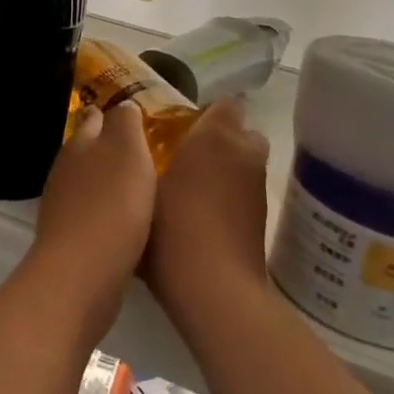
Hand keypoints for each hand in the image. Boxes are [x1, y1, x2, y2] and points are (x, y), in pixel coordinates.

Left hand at [32, 103, 156, 334]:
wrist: (82, 273)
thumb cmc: (112, 204)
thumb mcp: (127, 151)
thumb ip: (125, 123)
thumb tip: (122, 105)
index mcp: (79, 144)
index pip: (93, 118)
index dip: (110, 114)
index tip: (131, 115)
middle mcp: (65, 171)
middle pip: (87, 151)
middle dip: (107, 148)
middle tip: (140, 151)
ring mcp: (63, 207)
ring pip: (88, 184)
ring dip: (107, 182)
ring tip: (137, 185)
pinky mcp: (69, 241)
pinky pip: (92, 215)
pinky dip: (107, 212)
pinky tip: (127, 222)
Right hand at [143, 98, 271, 320]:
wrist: (214, 289)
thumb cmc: (172, 227)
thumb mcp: (141, 185)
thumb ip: (138, 156)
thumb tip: (131, 140)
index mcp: (217, 136)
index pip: (225, 104)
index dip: (205, 113)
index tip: (178, 127)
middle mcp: (245, 154)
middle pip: (240, 133)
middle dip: (218, 139)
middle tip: (182, 155)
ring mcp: (258, 188)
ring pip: (243, 164)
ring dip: (223, 169)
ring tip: (186, 188)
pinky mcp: (262, 219)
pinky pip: (244, 191)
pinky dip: (227, 196)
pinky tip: (198, 216)